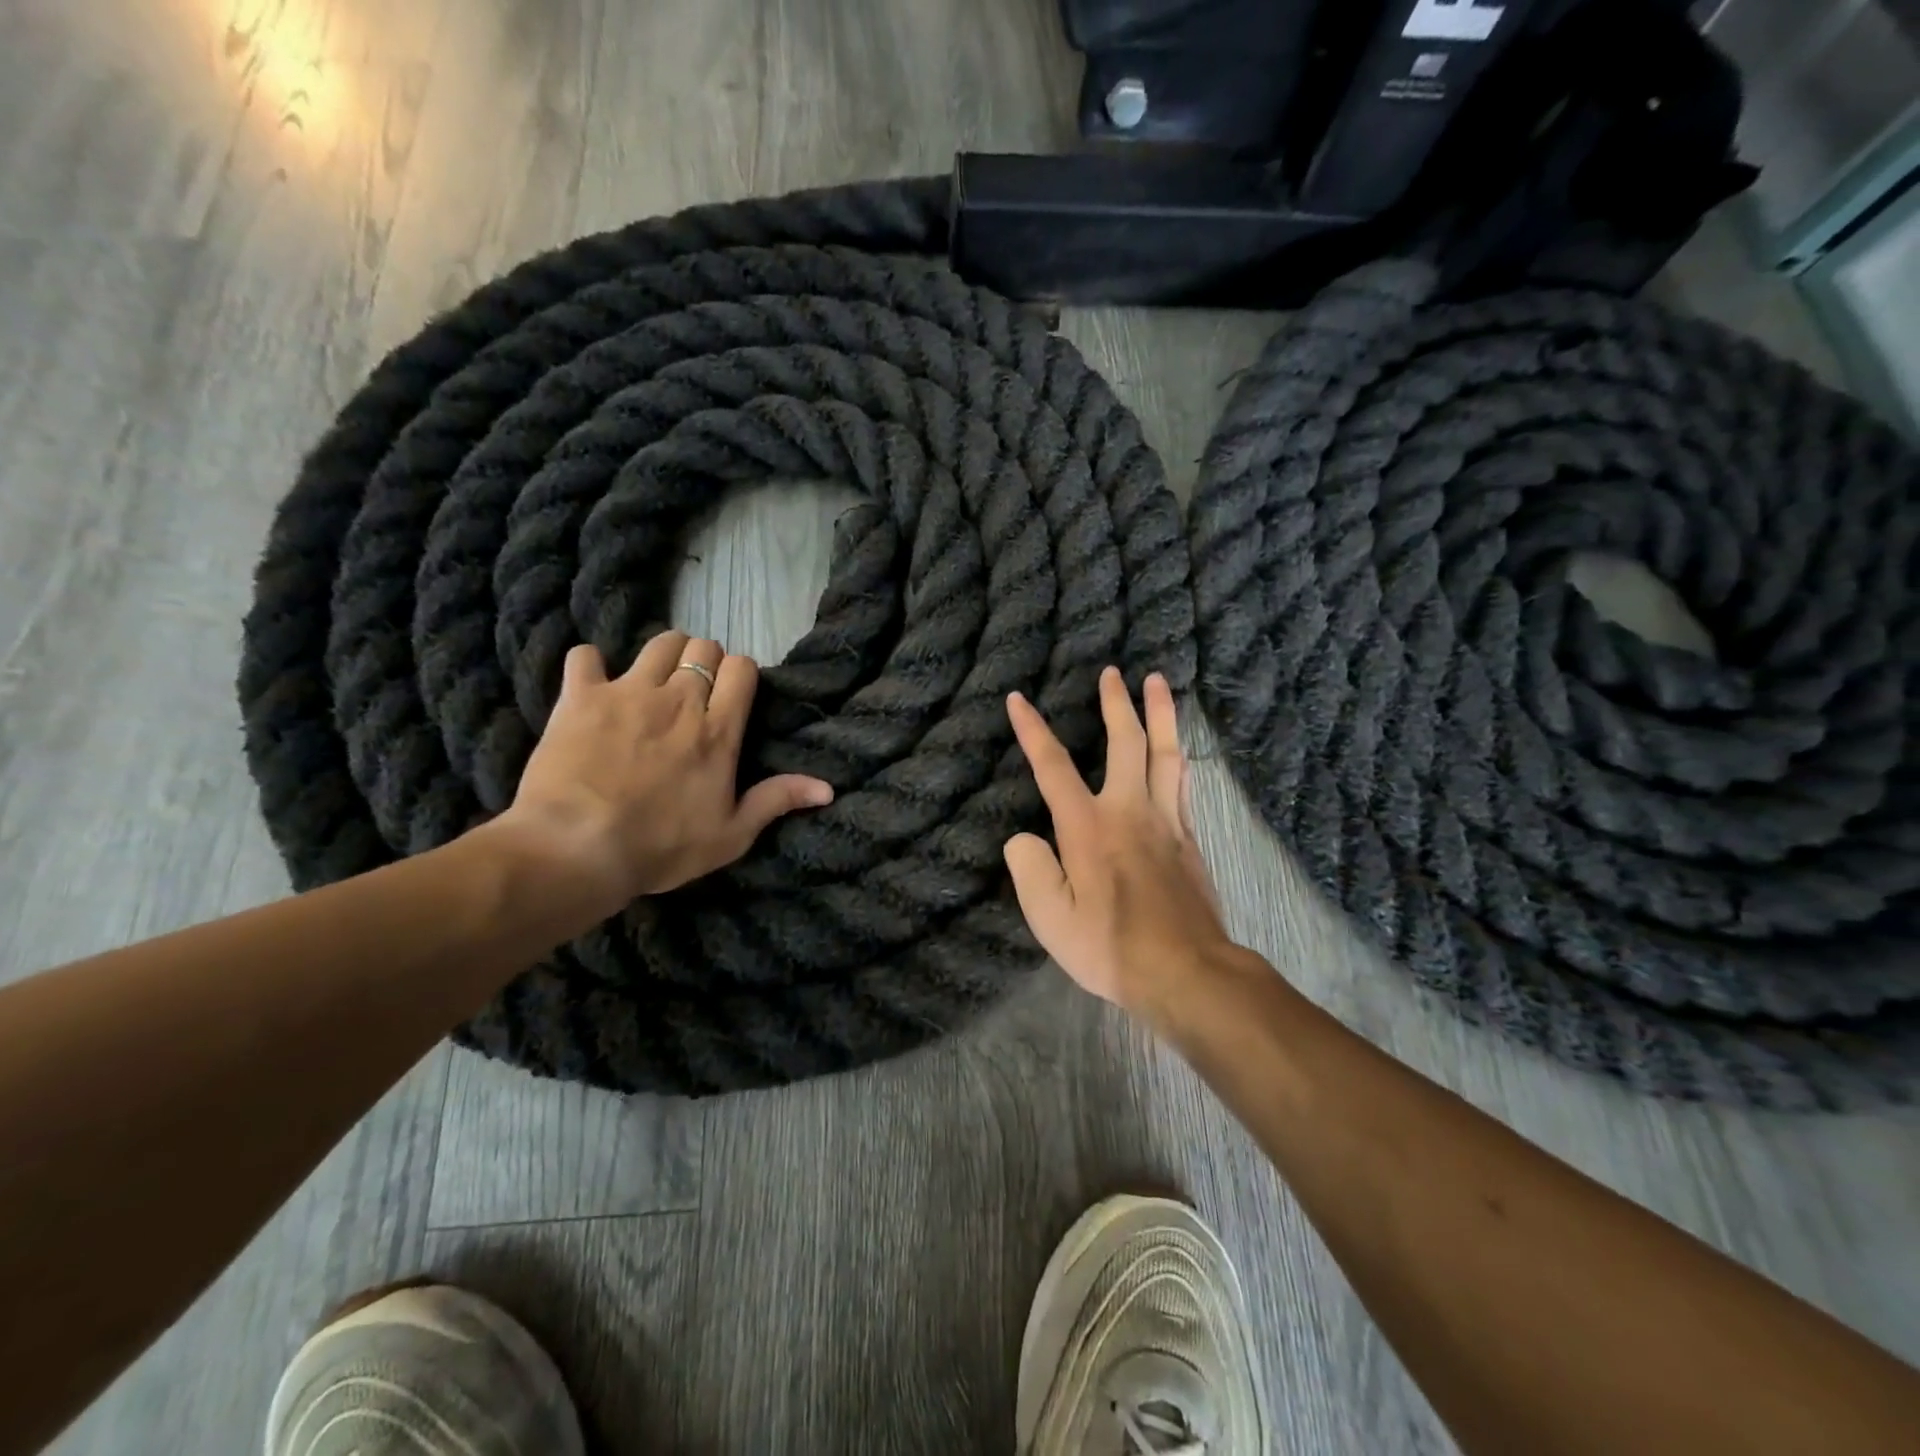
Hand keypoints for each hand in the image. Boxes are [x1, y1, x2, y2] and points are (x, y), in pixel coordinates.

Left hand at [501, 630, 832, 907]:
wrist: (576, 848)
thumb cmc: (660, 847)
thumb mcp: (730, 835)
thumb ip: (776, 801)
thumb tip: (828, 788)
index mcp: (717, 730)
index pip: (741, 669)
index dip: (740, 675)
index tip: (731, 696)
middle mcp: (678, 700)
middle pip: (703, 647)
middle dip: (704, 662)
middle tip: (694, 692)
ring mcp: (628, 692)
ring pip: (659, 642)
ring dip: (663, 655)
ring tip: (654, 682)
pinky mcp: (581, 696)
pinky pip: (586, 655)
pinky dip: (591, 665)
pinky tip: (592, 686)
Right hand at [1004, 666, 1235, 1016]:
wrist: (1188, 972)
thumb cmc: (1112, 947)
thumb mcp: (1051, 920)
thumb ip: (1030, 870)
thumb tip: (1025, 838)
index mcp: (1088, 827)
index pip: (1053, 766)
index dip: (1032, 730)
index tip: (1018, 699)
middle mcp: (1129, 811)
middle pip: (1126, 742)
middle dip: (1116, 703)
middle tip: (1113, 671)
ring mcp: (1166, 821)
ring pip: (1166, 753)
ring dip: (1161, 713)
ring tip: (1158, 682)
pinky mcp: (1190, 839)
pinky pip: (1183, 783)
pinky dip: (1177, 756)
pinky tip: (1177, 751)